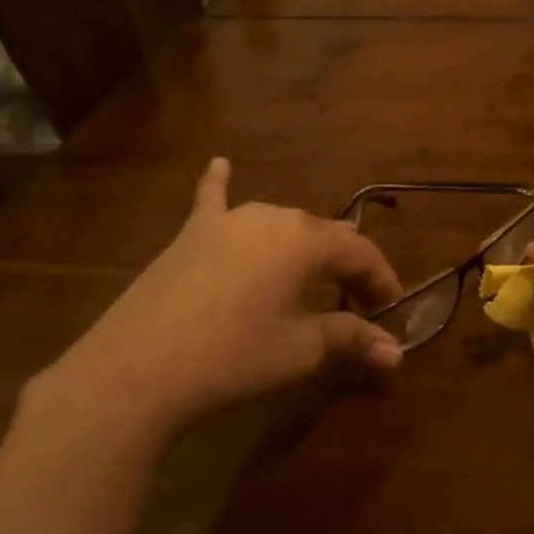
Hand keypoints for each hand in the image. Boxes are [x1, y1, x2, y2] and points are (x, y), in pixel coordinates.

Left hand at [26, 158, 402, 446]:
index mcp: (306, 239)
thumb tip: (396, 353)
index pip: (360, 253)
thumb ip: (352, 339)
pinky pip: (212, 201)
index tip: (392, 309)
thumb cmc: (234, 355)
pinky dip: (220, 185)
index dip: (382, 280)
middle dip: (347, 267)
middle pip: (324, 236)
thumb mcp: (301, 349)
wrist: (137, 370)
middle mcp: (272, 216)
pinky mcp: (191, 235)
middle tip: (358, 302)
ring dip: (305, 245)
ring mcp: (227, 220)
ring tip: (318, 267)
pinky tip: (219, 163)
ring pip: (281, 224)